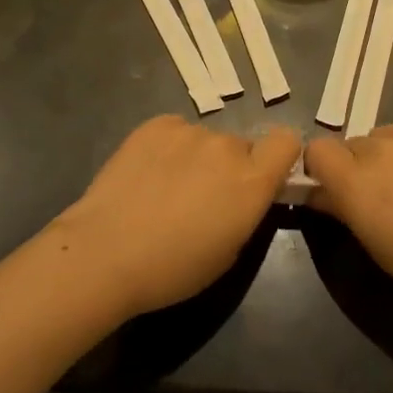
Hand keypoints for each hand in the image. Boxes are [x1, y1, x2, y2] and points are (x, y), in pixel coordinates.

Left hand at [48, 115, 299, 320]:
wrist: (105, 252)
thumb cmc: (172, 269)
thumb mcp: (228, 253)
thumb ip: (246, 212)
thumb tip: (244, 195)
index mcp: (251, 180)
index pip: (287, 140)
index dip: (278, 157)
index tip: (263, 178)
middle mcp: (226, 146)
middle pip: (241, 146)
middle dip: (229, 168)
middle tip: (201, 198)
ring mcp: (189, 130)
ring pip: (205, 140)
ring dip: (196, 158)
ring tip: (164, 189)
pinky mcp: (155, 124)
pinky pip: (175, 131)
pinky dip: (168, 148)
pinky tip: (146, 175)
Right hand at [305, 114, 392, 323]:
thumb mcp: (381, 249)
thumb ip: (346, 211)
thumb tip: (322, 194)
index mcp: (357, 181)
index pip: (316, 150)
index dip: (320, 168)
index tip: (334, 191)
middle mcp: (379, 147)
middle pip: (351, 145)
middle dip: (358, 167)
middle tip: (383, 199)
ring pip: (383, 134)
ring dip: (387, 155)